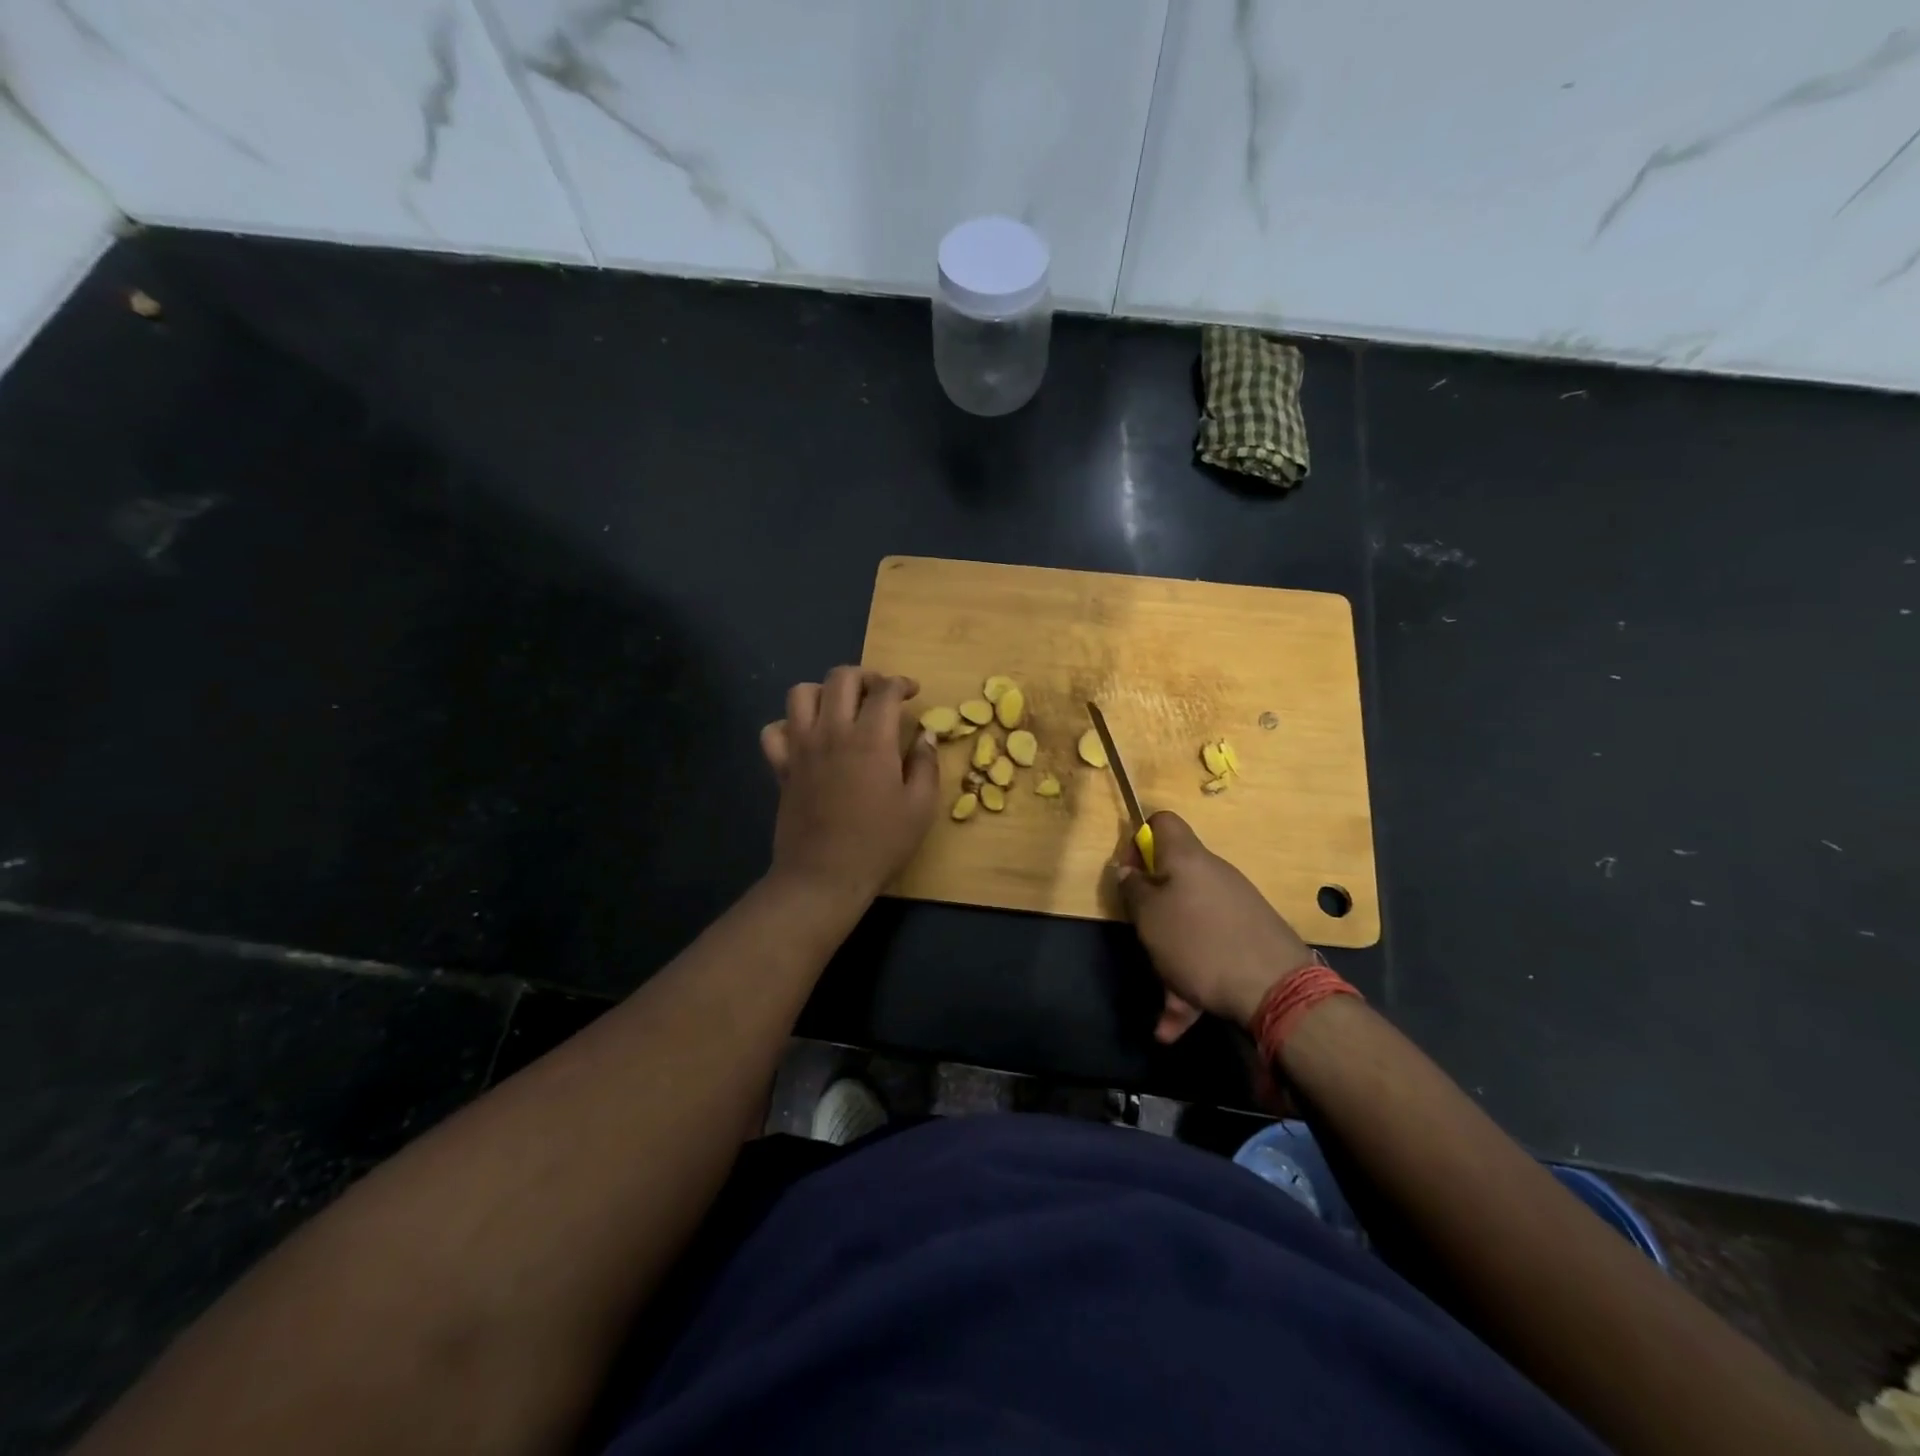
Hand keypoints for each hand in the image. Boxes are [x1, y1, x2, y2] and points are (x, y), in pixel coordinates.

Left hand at [759, 667, 939, 909]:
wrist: (824, 876)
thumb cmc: (879, 843)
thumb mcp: (920, 807)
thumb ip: (925, 764)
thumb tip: (924, 735)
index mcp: (870, 739)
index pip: (885, 690)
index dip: (901, 683)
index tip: (912, 692)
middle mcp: (832, 732)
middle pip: (841, 678)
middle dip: (865, 676)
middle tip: (879, 694)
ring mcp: (801, 748)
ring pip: (801, 693)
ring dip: (824, 692)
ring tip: (841, 708)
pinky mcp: (781, 767)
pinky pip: (773, 731)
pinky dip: (788, 725)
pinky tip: (806, 738)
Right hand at [1116, 811, 1316, 1042]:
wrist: (1276, 989)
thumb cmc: (1198, 941)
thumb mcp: (1148, 915)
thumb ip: (1133, 889)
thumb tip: (1128, 870)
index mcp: (1187, 858)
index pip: (1162, 822)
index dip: (1138, 840)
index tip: (1129, 874)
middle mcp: (1213, 875)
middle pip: (1173, 877)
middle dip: (1152, 907)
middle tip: (1141, 932)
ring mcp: (1235, 908)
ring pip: (1189, 923)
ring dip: (1170, 956)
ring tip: (1161, 998)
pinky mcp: (1249, 939)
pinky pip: (1209, 952)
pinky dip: (1190, 982)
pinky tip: (1174, 1025)